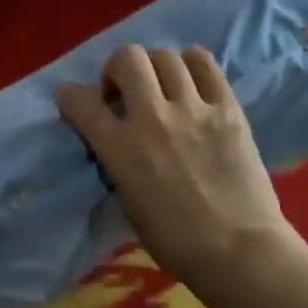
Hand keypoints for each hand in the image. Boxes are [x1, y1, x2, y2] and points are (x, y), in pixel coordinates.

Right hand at [55, 45, 307, 294]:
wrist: (237, 250)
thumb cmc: (175, 242)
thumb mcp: (127, 203)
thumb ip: (117, 163)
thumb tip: (117, 141)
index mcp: (120, 149)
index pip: (80, 100)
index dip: (70, 96)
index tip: (74, 102)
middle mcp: (153, 118)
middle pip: (127, 58)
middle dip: (117, 70)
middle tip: (125, 93)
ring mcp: (194, 109)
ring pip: (166, 56)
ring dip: (155, 68)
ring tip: (162, 88)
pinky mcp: (228, 108)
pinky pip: (206, 64)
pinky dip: (191, 65)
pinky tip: (191, 85)